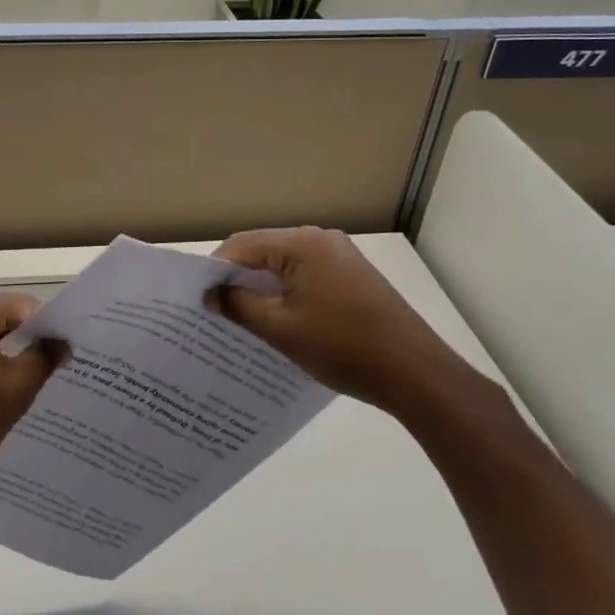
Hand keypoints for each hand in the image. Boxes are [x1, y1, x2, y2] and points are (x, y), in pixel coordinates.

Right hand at [213, 227, 477, 417]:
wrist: (417, 374)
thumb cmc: (344, 347)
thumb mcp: (281, 329)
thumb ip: (240, 306)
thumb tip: (211, 294)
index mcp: (303, 243)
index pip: (242, 244)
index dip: (216, 269)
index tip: (198, 298)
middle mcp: (321, 239)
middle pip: (263, 250)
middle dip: (238, 278)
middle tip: (215, 309)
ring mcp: (340, 256)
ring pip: (284, 265)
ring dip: (261, 287)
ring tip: (241, 318)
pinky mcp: (352, 276)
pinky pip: (305, 275)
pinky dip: (286, 292)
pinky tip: (277, 319)